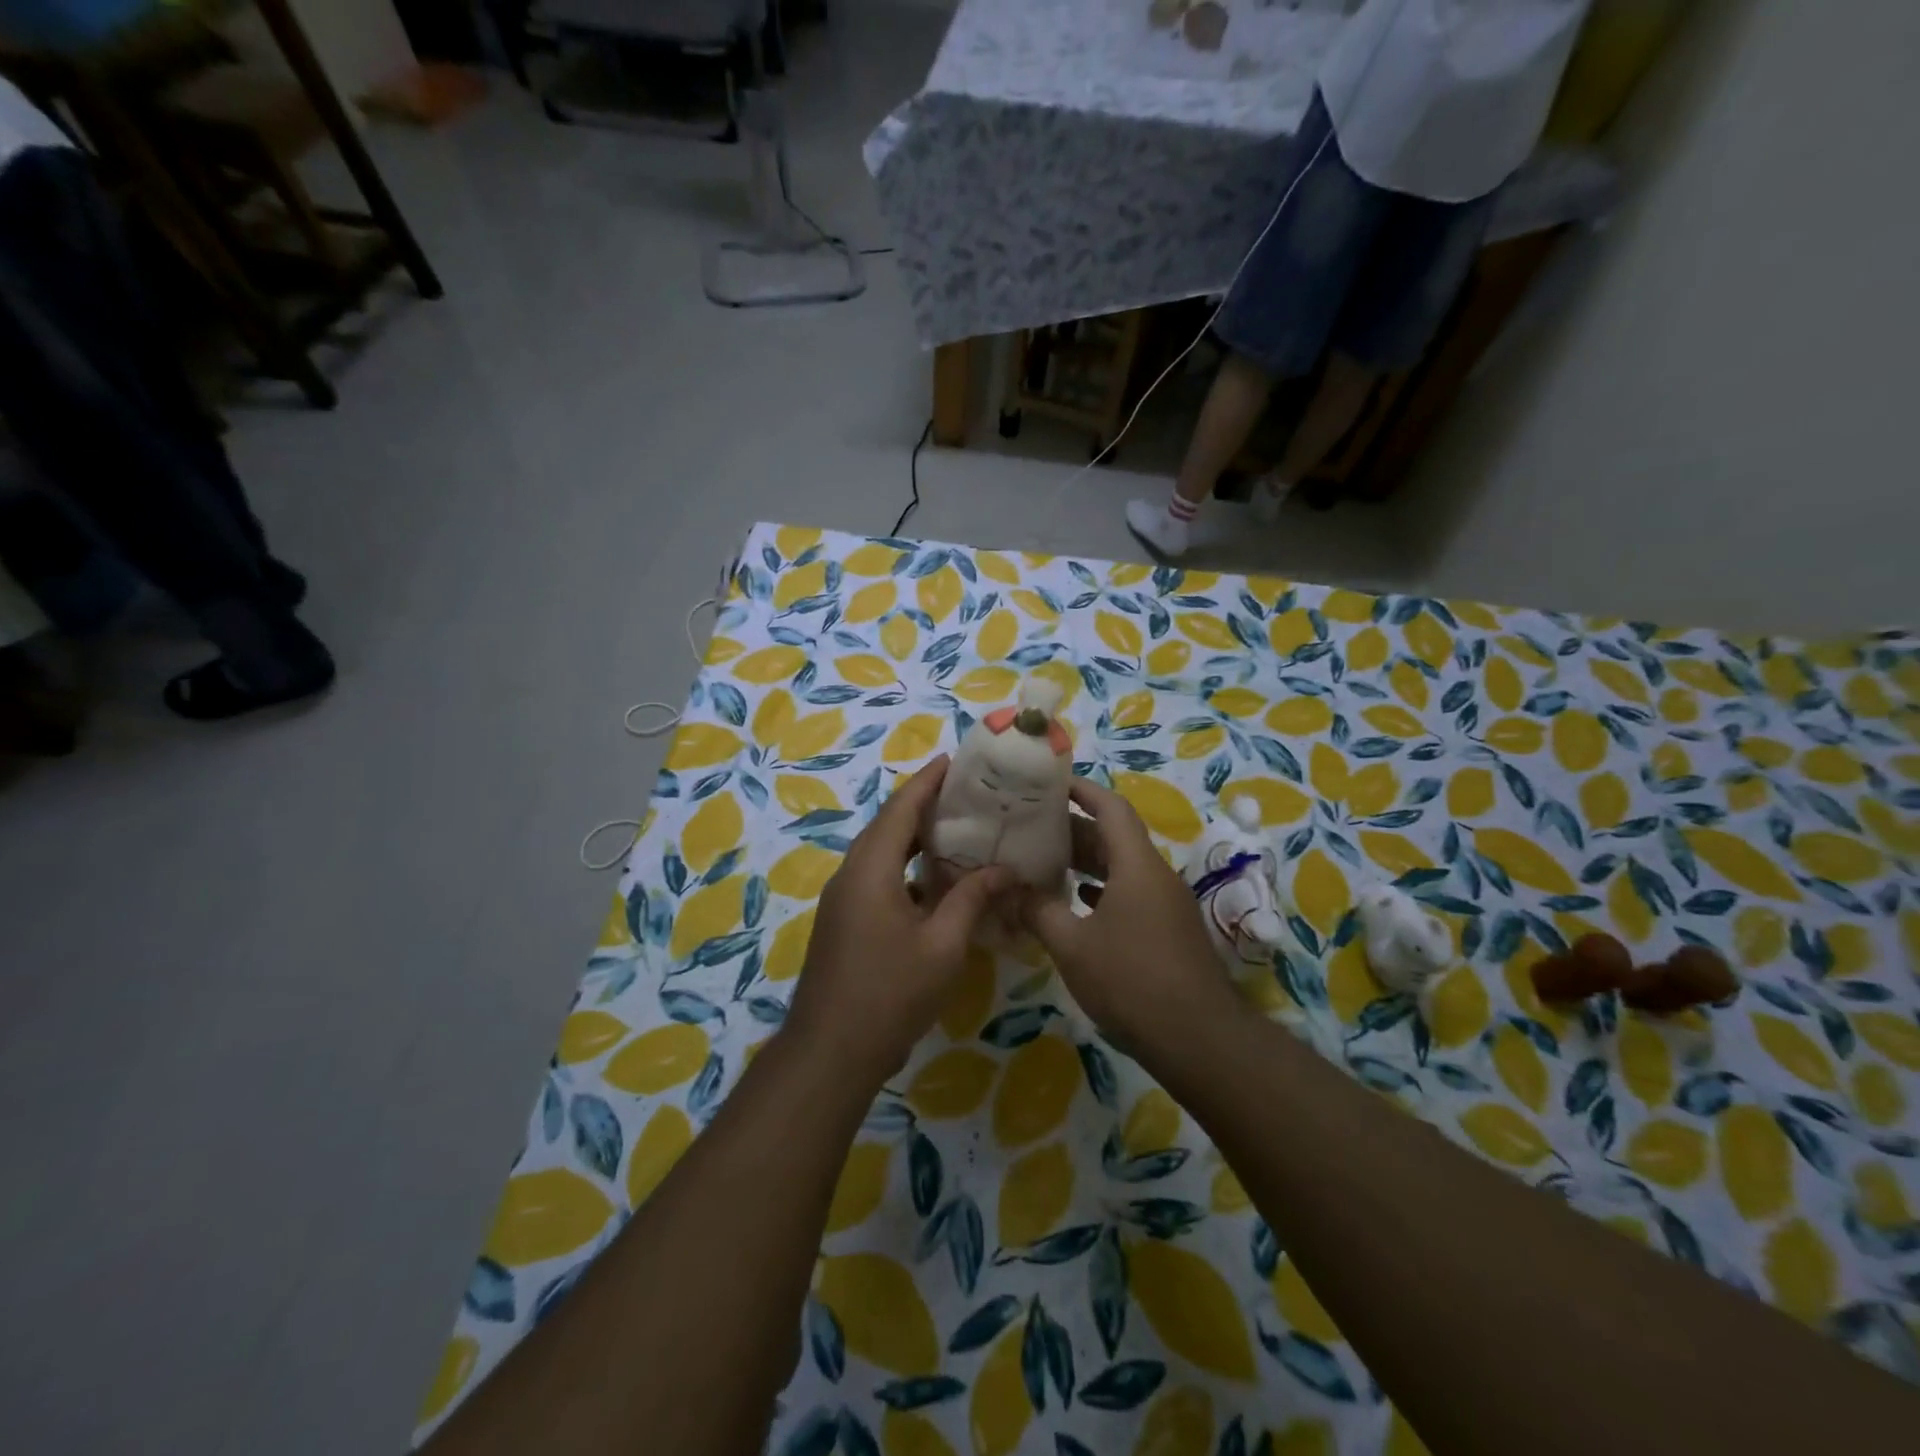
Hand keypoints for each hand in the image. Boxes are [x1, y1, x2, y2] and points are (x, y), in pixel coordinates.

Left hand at [784, 755, 1012, 1088]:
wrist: (831, 1052)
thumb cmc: (890, 993)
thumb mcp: (943, 945)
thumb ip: (972, 899)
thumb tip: (1005, 869)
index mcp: (871, 868)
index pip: (901, 808)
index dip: (927, 781)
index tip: (953, 760)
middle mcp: (851, 873)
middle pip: (888, 825)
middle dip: (923, 805)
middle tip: (966, 795)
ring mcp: (843, 899)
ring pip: (881, 853)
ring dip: (914, 838)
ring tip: (957, 831)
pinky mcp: (844, 921)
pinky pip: (876, 877)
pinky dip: (906, 868)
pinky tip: (936, 883)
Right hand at [1020, 777, 1238, 1048]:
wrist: (1199, 1039)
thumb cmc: (1132, 981)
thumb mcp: (1073, 946)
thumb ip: (1038, 912)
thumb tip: (1007, 891)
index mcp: (1137, 865)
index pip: (1111, 807)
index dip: (1082, 790)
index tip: (1050, 783)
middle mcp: (1155, 875)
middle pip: (1114, 837)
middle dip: (1074, 829)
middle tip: (1031, 827)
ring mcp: (1166, 903)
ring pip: (1122, 867)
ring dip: (1086, 862)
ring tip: (1044, 861)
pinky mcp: (1168, 930)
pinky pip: (1131, 894)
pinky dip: (1102, 890)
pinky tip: (1076, 903)